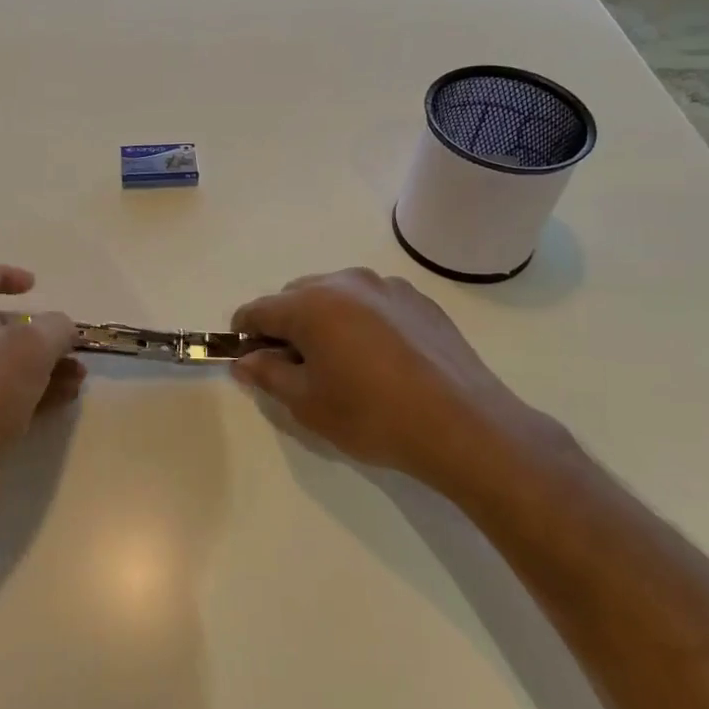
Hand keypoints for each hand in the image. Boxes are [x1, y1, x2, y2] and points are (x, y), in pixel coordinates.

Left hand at [0, 264, 81, 530]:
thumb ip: (55, 327)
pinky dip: (27, 393)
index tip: (36, 286)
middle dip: (37, 333)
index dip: (5, 275)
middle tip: (69, 345)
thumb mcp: (31, 348)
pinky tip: (63, 401)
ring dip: (40, 367)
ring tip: (78, 377)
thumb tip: (62, 327)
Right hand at [231, 268, 551, 493]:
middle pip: (296, 296)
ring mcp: (386, 287)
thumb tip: (244, 360)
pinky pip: (372, 302)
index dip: (244, 333)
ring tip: (342, 362)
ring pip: (336, 295)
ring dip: (325, 319)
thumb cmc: (372, 416)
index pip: (258, 309)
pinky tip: (380, 359)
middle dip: (286, 325)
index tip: (248, 358)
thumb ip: (268, 375)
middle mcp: (346, 282)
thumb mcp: (308, 403)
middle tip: (297, 367)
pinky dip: (361, 321)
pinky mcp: (419, 300)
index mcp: (311, 304)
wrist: (463, 425)